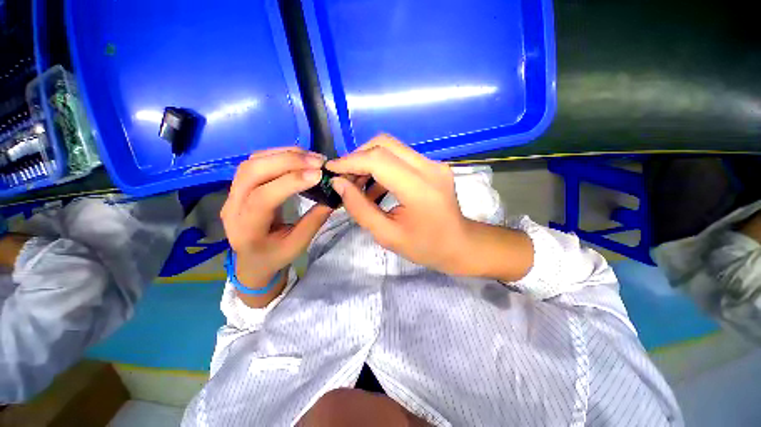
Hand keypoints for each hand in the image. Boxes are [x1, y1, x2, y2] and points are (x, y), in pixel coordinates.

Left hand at [221, 147, 332, 292]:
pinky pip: (256, 161)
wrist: (252, 259)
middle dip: (287, 161)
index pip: (263, 198)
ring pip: (253, 162)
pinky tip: (299, 157)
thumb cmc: (274, 256)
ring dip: (284, 155)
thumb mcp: (298, 245)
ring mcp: (233, 193)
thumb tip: (334, 196)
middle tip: (318, 162)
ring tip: (312, 158)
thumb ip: (314, 221)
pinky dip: (280, 155)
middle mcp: (233, 206)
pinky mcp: (240, 185)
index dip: (290, 182)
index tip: (318, 175)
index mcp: (246, 229)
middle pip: (252, 172)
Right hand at [327, 135, 533, 280]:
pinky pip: (401, 157)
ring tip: (358, 185)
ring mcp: (434, 164)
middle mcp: (429, 168)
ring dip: (369, 161)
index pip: (378, 159)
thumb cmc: (425, 247)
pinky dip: (383, 167)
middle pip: (384, 144)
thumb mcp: (387, 235)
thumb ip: (360, 208)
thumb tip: (339, 184)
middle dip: (358, 157)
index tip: (331, 170)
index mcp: (420, 189)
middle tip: (345, 178)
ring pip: (392, 147)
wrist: (460, 244)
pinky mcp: (433, 166)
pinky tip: (376, 187)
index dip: (350, 161)